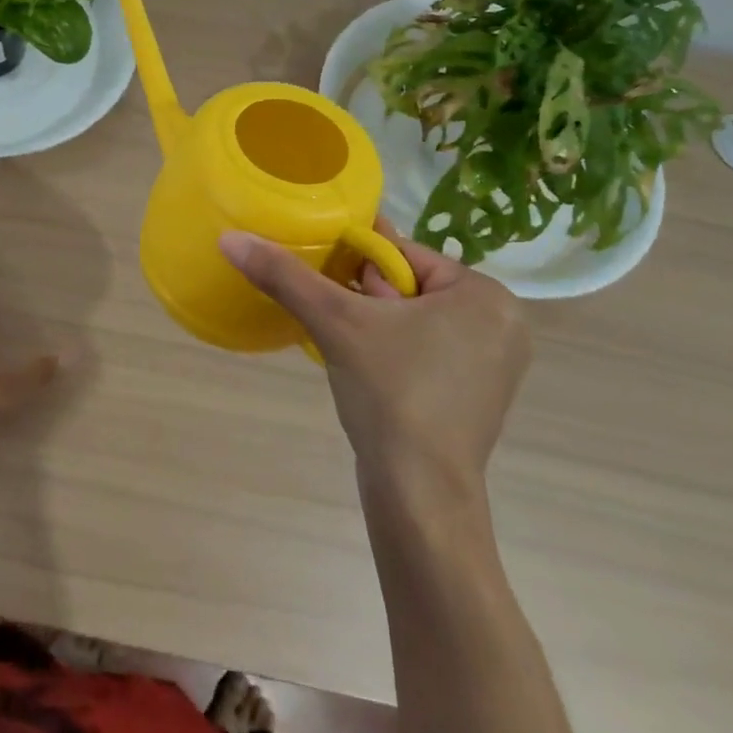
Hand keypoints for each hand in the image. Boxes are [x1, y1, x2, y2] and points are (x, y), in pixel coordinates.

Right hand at [218, 219, 529, 505]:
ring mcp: (492, 364)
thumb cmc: (391, 393)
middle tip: (330, 315)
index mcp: (485, 295)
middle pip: (406, 286)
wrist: (419, 495)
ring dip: (370, 323)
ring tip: (339, 340)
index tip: (318, 271)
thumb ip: (285, 275)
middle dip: (362, 296)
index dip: (353, 261)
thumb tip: (230, 237)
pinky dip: (389, 350)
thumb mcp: (335, 321)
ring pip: (412, 319)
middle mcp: (501, 323)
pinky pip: (422, 350)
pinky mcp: (475, 396)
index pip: (402, 254)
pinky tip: (361, 366)